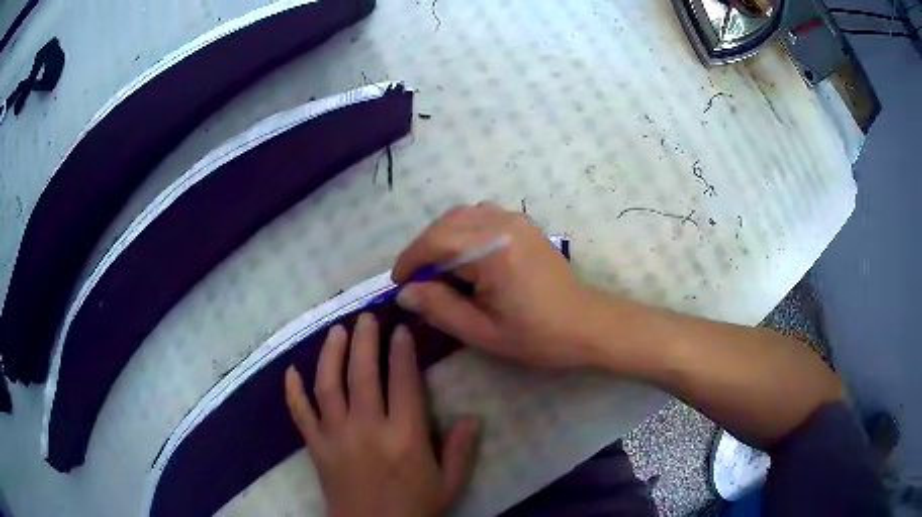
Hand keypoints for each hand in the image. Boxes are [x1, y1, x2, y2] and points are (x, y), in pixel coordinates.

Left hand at [284, 314, 479, 516]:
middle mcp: (368, 428)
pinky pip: (300, 413)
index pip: (404, 382)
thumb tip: (472, 417)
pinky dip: (293, 391)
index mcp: (405, 436)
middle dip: (365, 340)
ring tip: (336, 332)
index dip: (402, 351)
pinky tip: (291, 371)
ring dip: (331, 354)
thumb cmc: (414, 508)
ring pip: (329, 385)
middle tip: (366, 318)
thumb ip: (460, 450)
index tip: (400, 329)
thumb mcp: (449, 484)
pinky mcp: (316, 446)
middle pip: (363, 373)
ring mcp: (336, 435)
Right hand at [392, 202, 601, 368]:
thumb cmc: (538, 335)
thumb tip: (405, 292)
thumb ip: (440, 308)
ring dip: (442, 238)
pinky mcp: (524, 224)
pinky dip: (463, 232)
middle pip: (446, 224)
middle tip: (415, 280)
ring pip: (462, 216)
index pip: (436, 242)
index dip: (410, 260)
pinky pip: (482, 216)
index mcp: (493, 250)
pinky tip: (465, 258)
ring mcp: (516, 220)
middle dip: (423, 249)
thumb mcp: (482, 331)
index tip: (398, 283)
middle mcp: (503, 224)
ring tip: (437, 270)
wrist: (587, 324)